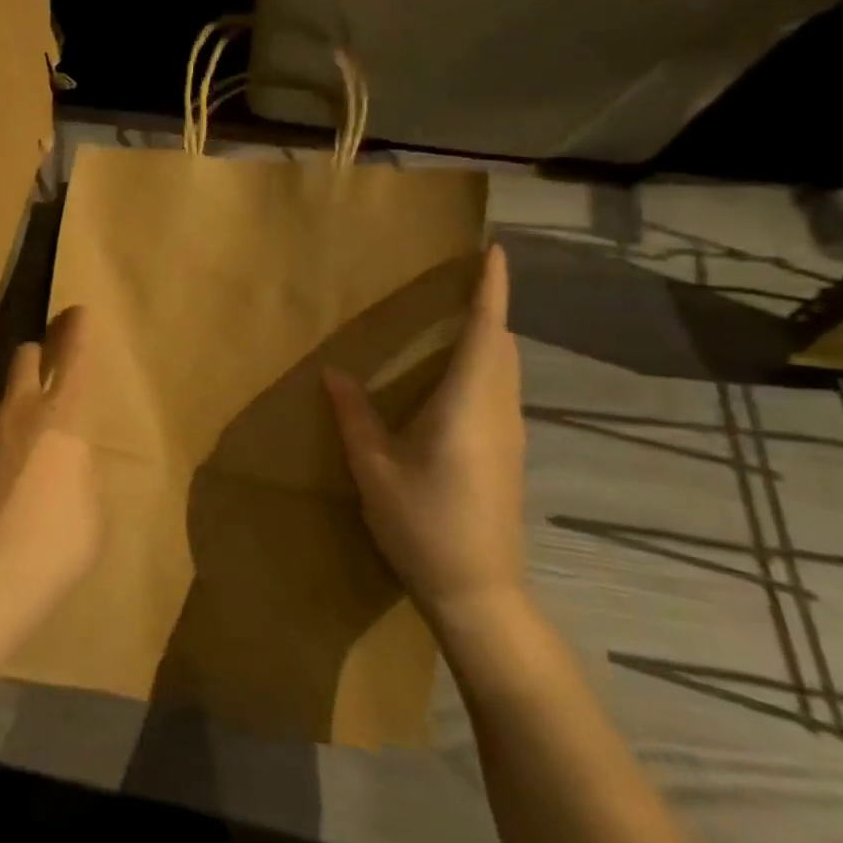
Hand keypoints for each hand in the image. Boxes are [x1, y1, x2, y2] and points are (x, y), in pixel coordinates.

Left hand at [0, 307, 100, 621]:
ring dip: (8, 398)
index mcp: (63, 416)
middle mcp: (20, 412)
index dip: (78, 329)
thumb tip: (65, 462)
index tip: (79, 311)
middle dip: (36, 352)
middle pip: (23, 356)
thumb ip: (78, 468)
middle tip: (45, 361)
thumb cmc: (61, 542)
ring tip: (16, 421)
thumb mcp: (92, 504)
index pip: (74, 356)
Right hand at [323, 243, 527, 631]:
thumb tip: (333, 372)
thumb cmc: (422, 524)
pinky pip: (500, 389)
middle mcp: (498, 410)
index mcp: (468, 404)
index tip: (494, 250)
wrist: (479, 592)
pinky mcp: (508, 453)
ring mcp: (509, 434)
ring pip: (505, 368)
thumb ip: (354, 415)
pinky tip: (454, 377)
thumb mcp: (374, 468)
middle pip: (501, 344)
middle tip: (460, 280)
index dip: (491, 288)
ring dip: (487, 335)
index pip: (486, 331)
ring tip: (456, 317)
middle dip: (488, 306)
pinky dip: (484, 364)